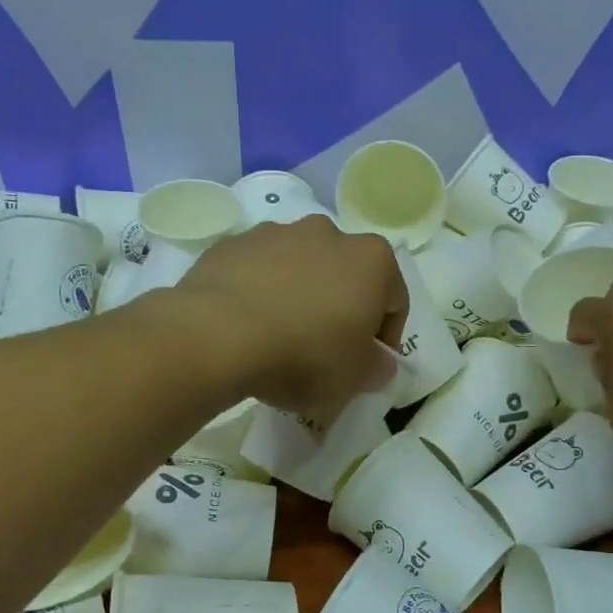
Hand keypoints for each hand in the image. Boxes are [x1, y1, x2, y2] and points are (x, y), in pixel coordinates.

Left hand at [168, 217, 407, 420]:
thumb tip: (379, 362)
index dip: (385, 337)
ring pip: (301, 268)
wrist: (217, 336)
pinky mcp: (233, 244)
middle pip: (346, 275)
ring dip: (300, 296)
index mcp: (371, 260)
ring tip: (280, 338)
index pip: (394, 300)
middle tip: (325, 350)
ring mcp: (277, 233)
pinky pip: (258, 271)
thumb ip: (375, 369)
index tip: (367, 365)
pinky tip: (247, 327)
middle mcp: (328, 233)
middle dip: (341, 309)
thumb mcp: (352, 380)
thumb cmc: (304, 356)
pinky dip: (260, 292)